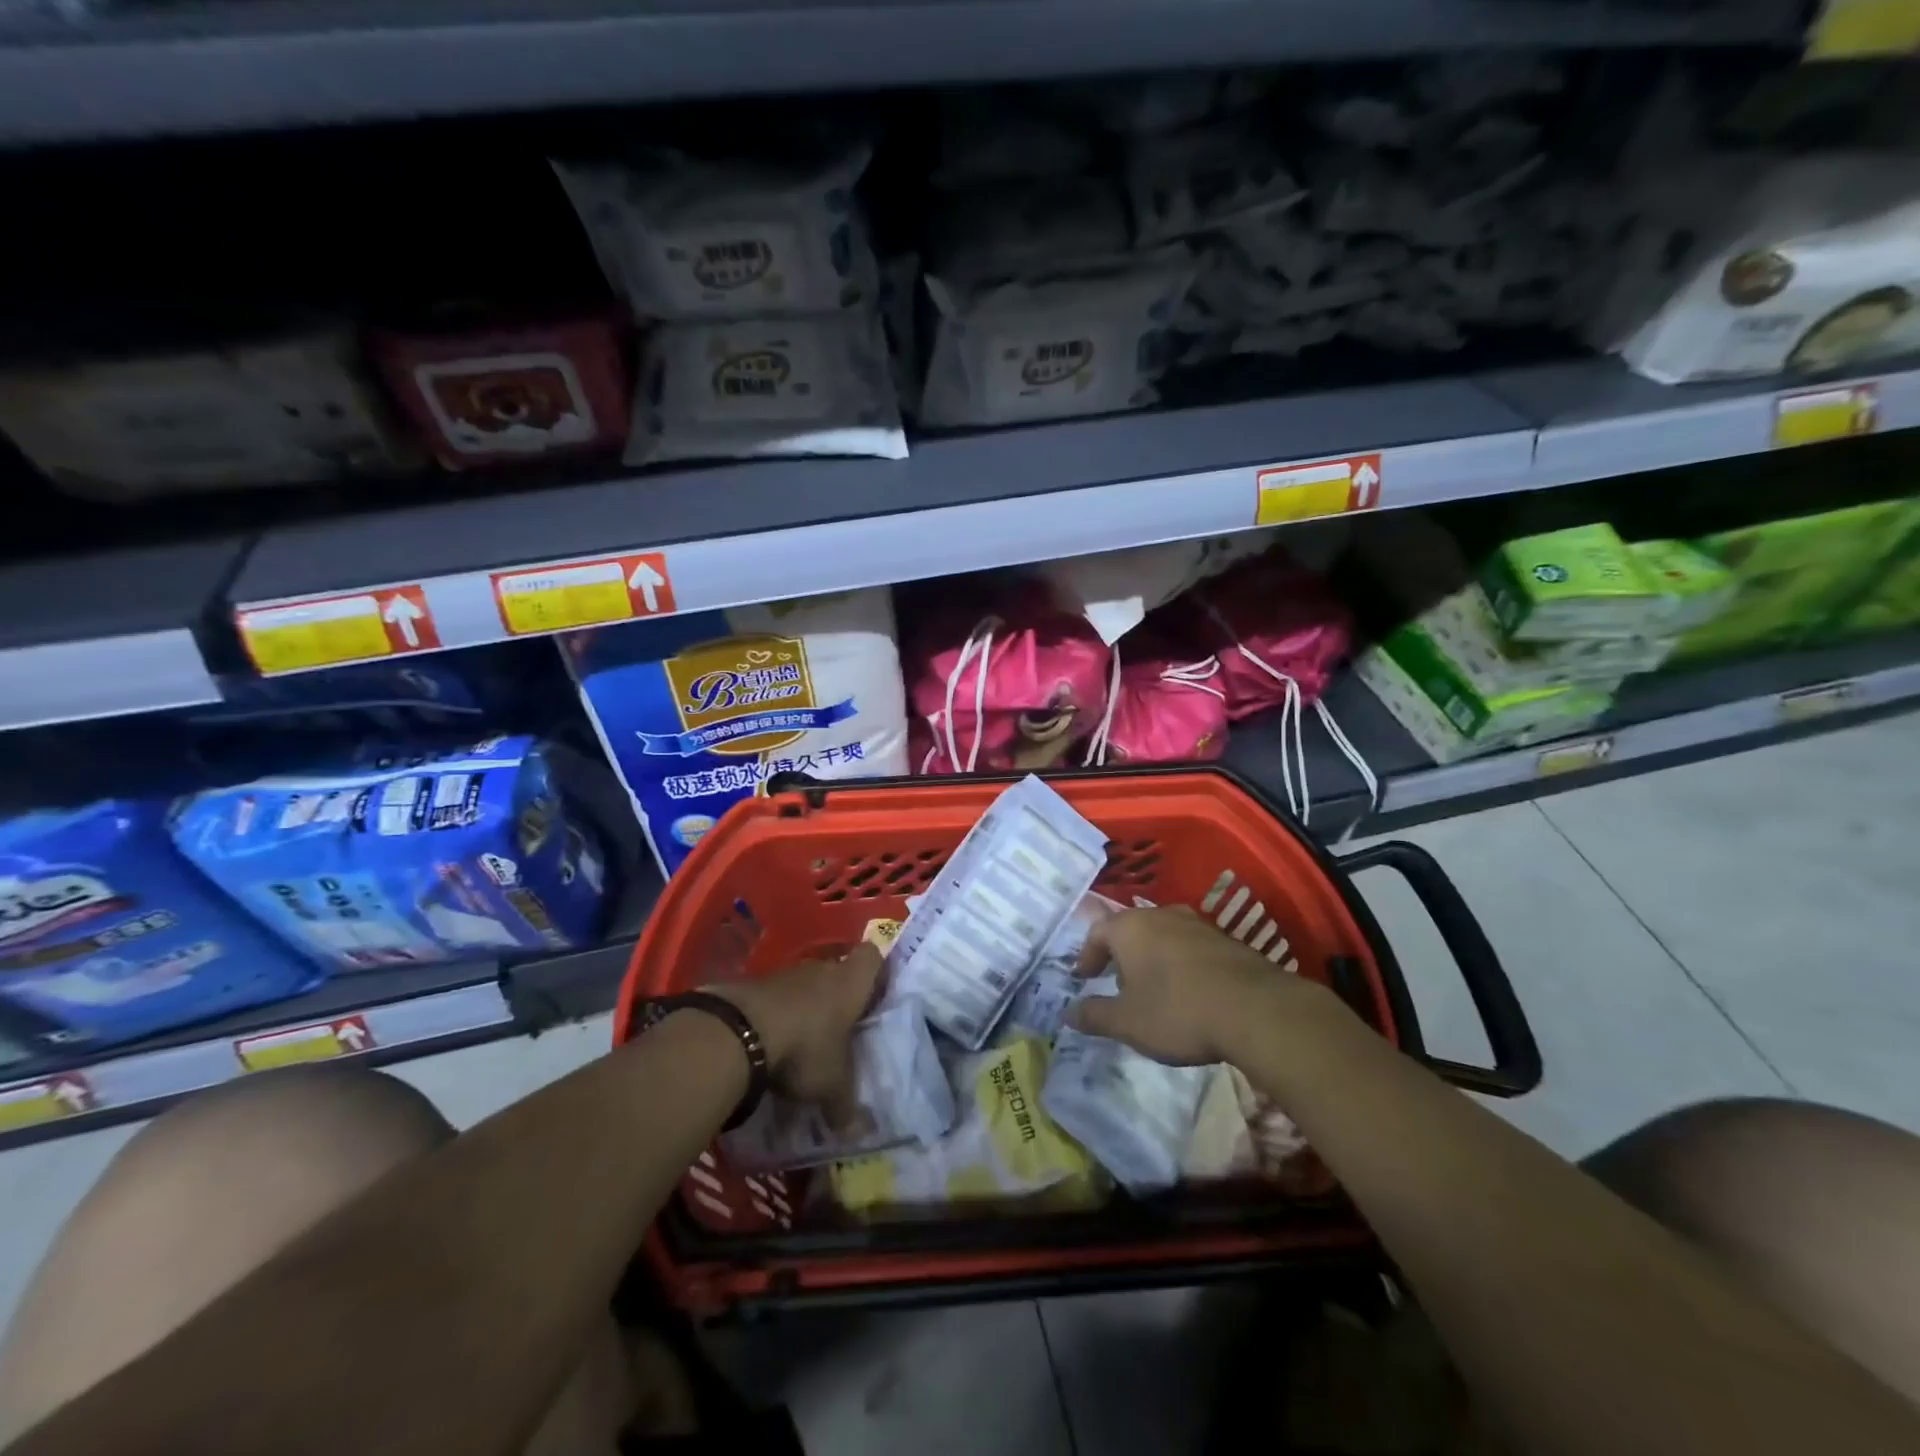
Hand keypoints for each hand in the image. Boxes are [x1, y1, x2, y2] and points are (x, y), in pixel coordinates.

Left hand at [708, 943, 882, 1108]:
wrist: (742, 1030)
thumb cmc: (806, 1048)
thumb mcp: (832, 1086)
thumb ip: (846, 1106)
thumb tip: (860, 1132)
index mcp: (851, 983)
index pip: (872, 957)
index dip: (874, 971)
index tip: (872, 994)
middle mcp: (822, 970)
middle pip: (836, 972)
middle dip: (837, 996)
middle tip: (839, 1028)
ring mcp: (786, 974)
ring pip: (804, 984)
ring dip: (804, 1006)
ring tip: (803, 1041)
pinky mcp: (754, 984)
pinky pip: (775, 996)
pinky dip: (776, 1014)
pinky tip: (771, 1042)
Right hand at [1068, 906, 1309, 1065]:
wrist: (1255, 1009)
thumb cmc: (1177, 1010)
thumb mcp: (1127, 1022)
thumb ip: (1094, 1016)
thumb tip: (1068, 1013)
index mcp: (1130, 927)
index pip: (1097, 932)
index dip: (1087, 956)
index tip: (1084, 979)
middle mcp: (1161, 915)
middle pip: (1131, 930)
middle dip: (1121, 957)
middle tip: (1118, 986)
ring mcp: (1197, 924)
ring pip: (1163, 936)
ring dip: (1152, 959)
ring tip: (1154, 991)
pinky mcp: (1227, 940)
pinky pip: (1191, 948)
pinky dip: (1181, 965)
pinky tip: (1189, 993)